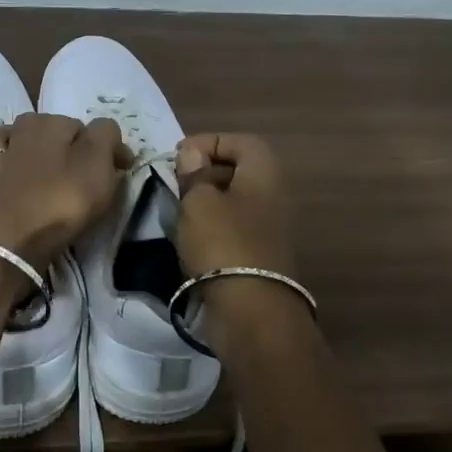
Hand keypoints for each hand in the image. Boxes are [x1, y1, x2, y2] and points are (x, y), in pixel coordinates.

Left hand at [0, 113, 130, 268]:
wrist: (14, 239)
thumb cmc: (64, 199)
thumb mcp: (99, 164)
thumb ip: (106, 139)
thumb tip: (106, 134)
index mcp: (47, 128)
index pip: (80, 125)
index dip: (101, 144)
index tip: (118, 167)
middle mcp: (15, 141)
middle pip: (32, 126)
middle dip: (49, 134)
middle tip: (71, 162)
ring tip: (9, 156)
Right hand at [173, 133, 296, 276]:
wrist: (250, 310)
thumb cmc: (222, 243)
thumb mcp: (199, 201)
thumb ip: (194, 173)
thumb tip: (192, 153)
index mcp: (265, 174)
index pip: (241, 141)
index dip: (209, 141)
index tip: (178, 156)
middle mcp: (274, 195)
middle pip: (240, 170)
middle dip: (206, 170)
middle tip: (176, 181)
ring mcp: (270, 227)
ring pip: (236, 200)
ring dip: (207, 201)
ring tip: (179, 209)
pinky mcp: (261, 254)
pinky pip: (235, 227)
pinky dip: (214, 226)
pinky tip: (192, 237)